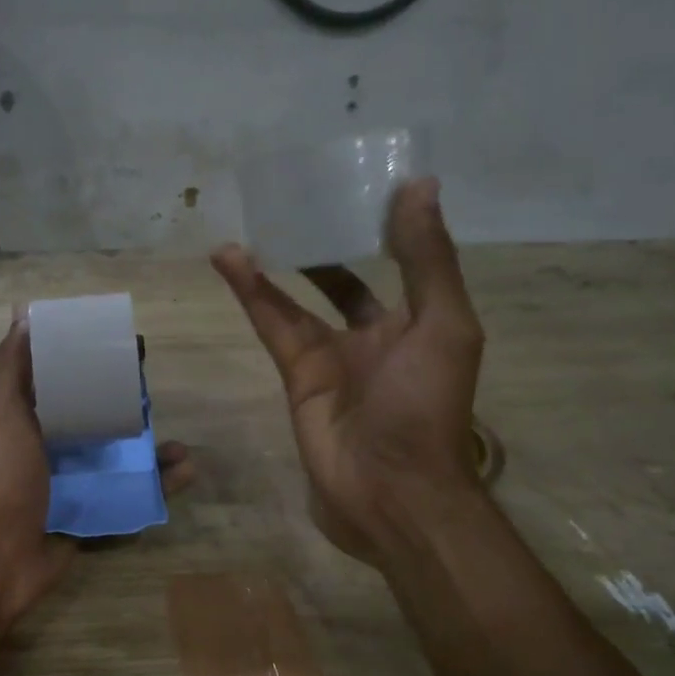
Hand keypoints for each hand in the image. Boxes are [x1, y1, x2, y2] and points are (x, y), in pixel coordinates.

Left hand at [0, 313, 193, 619]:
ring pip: (118, 457)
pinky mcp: (93, 513)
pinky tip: (185, 471)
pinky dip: (159, 484)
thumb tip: (24, 314)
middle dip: (125, 402)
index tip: (118, 343)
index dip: (86, 359)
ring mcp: (73, 483)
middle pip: (94, 416)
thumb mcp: (0, 412)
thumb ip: (12, 367)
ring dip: (149, 447)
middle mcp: (49, 447)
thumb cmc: (0, 477)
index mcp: (26, 419)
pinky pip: (131, 494)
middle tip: (154, 388)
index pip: (60, 379)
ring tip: (178, 442)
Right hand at [211, 178, 482, 566]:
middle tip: (295, 202)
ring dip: (274, 263)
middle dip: (322, 246)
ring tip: (251, 223)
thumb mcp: (443, 325)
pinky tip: (231, 260)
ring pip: (296, 300)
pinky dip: (252, 292)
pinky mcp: (295, 376)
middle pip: (342, 280)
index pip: (398, 262)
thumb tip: (419, 184)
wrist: (391, 492)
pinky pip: (272, 324)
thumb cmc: (427, 406)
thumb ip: (427, 260)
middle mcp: (374, 335)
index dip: (379, 226)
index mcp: (418, 321)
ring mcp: (331, 357)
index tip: (355, 184)